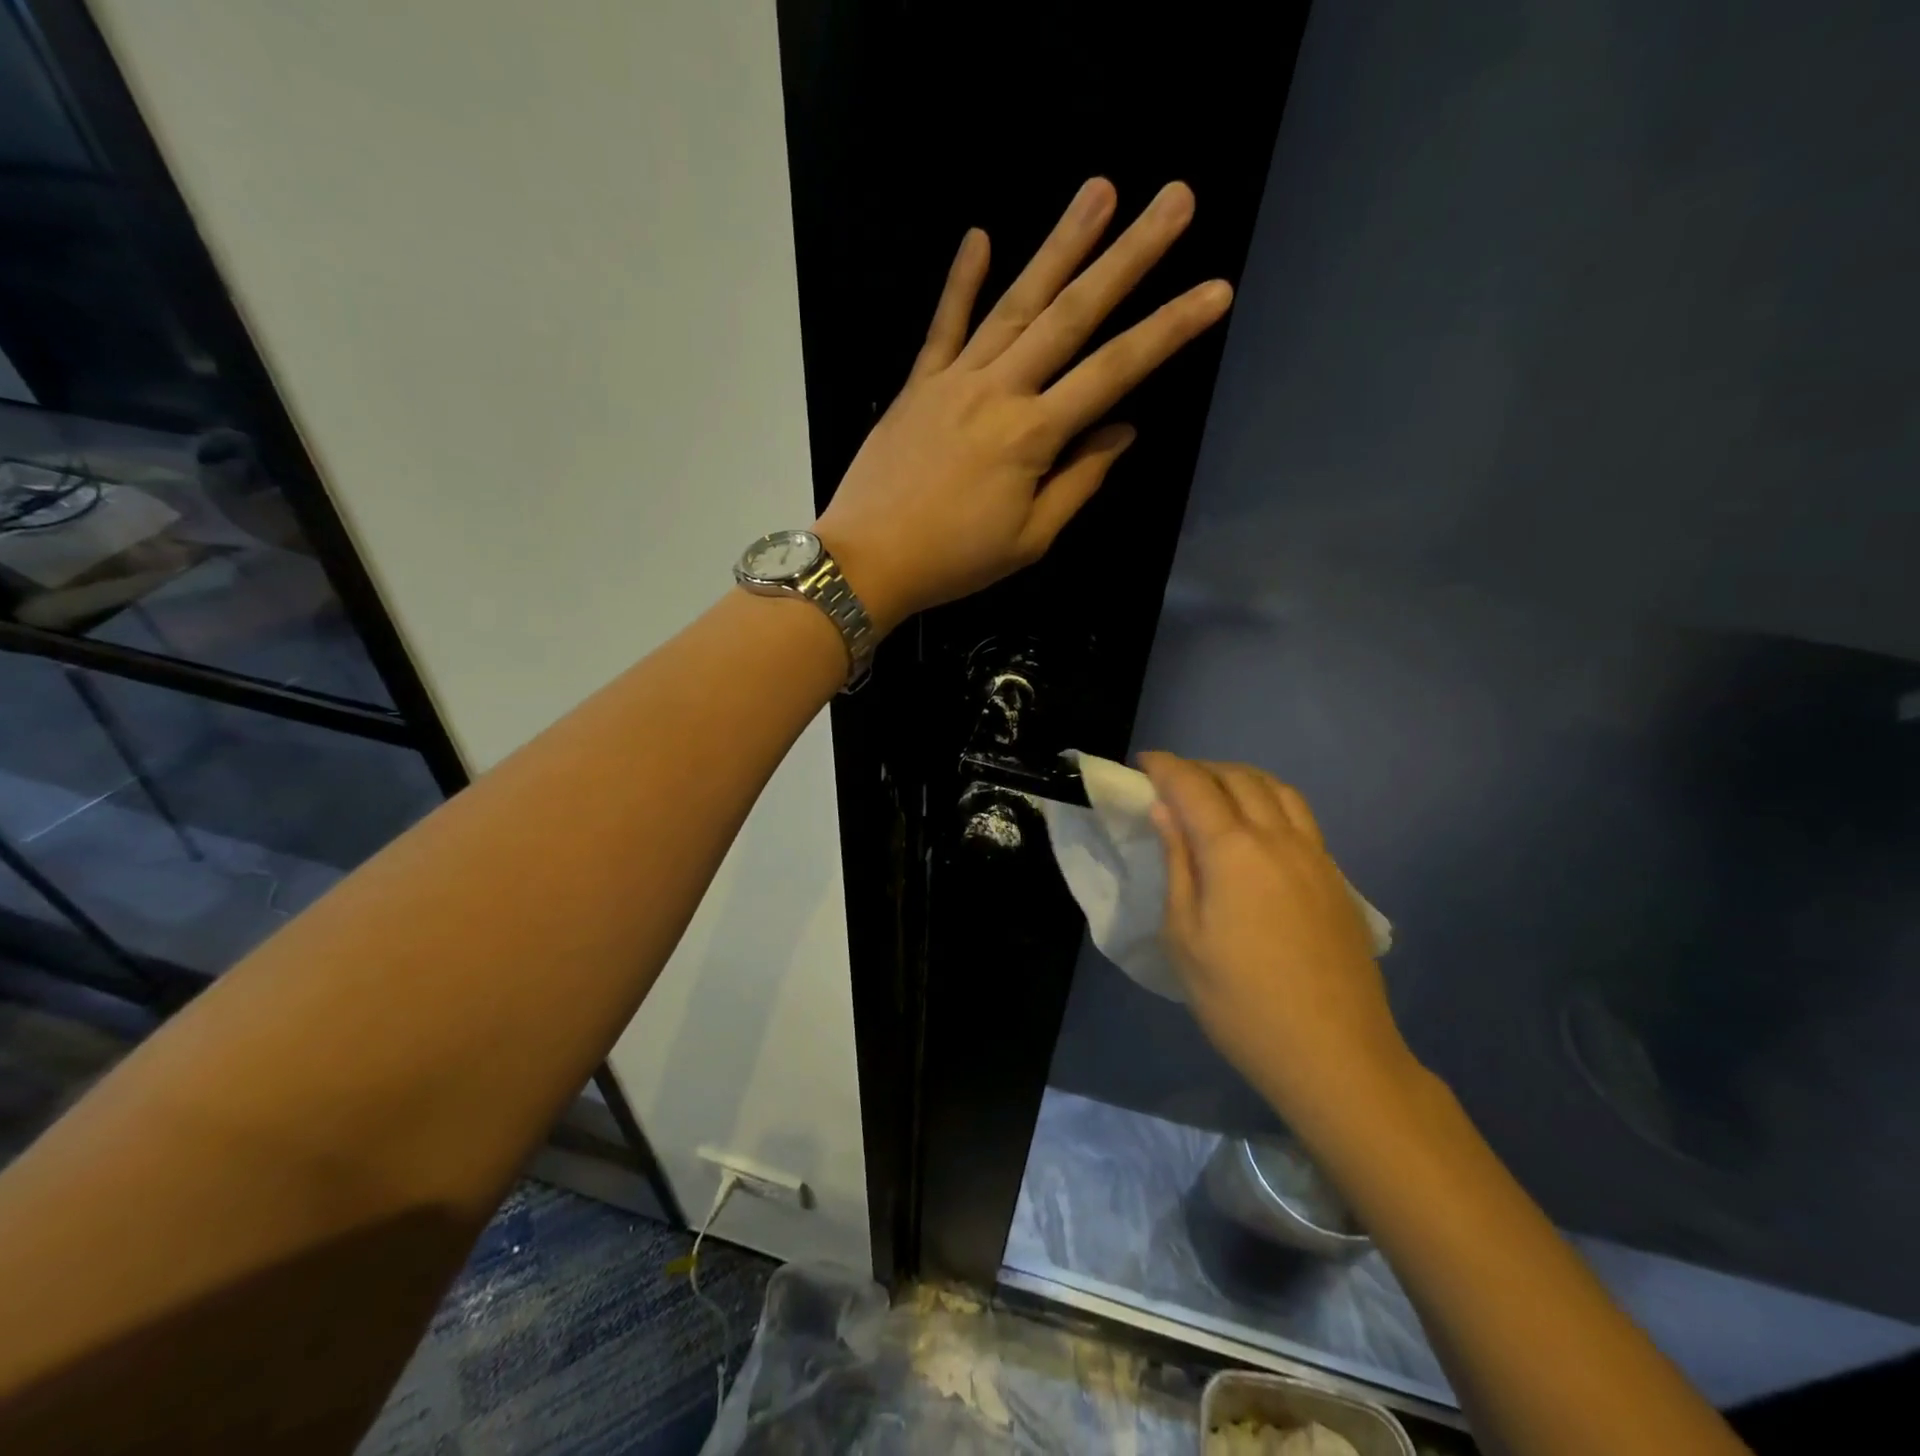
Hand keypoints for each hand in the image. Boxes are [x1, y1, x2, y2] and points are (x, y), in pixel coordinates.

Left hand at [814, 178, 1232, 631]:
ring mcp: (954, 380)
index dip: (1168, 330)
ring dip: (1060, 245)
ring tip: (1100, 190)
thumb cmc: (954, 560)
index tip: (1216, 291)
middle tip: (1175, 199)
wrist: (867, 561)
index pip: (1113, 373)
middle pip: (1072, 316)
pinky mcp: (918, 384)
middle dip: (1129, 256)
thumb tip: (1122, 432)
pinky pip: (943, 325)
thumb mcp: (1029, 539)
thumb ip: (1078, 481)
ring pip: (1015, 303)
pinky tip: (978, 235)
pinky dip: (960, 282)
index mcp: (1032, 436)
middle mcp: (999, 392)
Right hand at [1139, 752, 1419, 1130]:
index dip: (1166, 768)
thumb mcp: (1185, 937)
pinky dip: (1270, 801)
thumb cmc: (1240, 1001)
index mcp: (1234, 851)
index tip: (1143, 762)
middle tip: (1172, 780)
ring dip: (1241, 778)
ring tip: (1215, 793)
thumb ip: (1177, 865)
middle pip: (1239, 778)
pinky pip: (1300, 817)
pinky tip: (1256, 829)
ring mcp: (1315, 856)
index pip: (1194, 787)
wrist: (1334, 1054)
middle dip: (1201, 768)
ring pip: (1278, 790)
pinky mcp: (1336, 879)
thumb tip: (1165, 811)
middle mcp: (1279, 839)